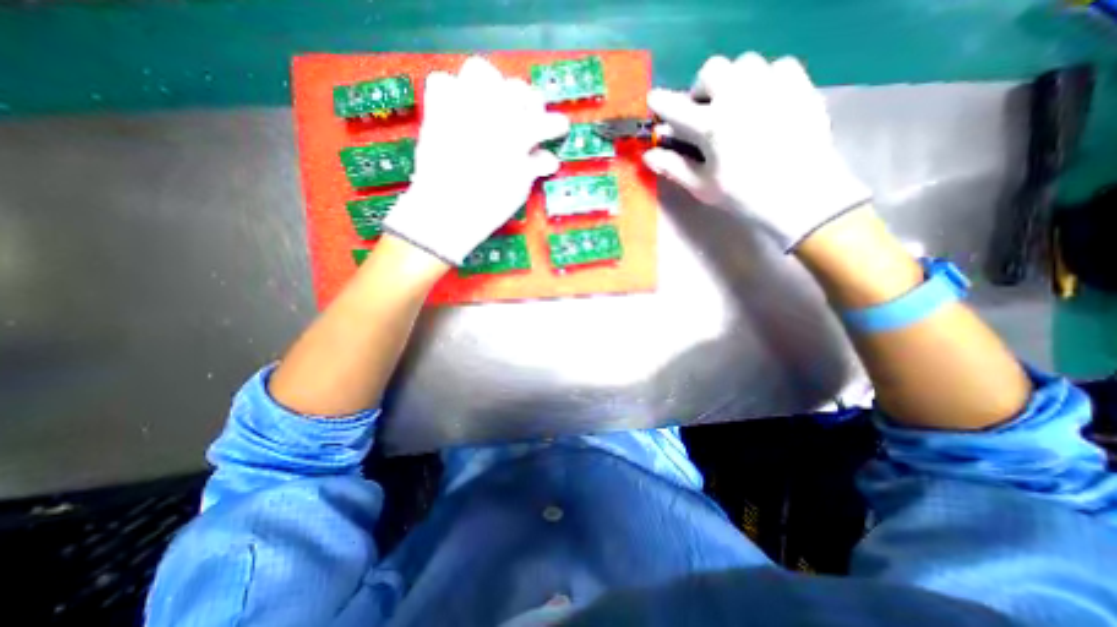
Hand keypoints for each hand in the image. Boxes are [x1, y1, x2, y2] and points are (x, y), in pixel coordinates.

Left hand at [387, 54, 576, 265]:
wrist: (446, 213)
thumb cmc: (489, 207)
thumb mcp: (519, 189)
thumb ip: (533, 167)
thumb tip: (548, 158)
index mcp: (517, 136)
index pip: (544, 121)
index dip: (556, 124)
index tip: (560, 127)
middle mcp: (491, 113)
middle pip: (517, 88)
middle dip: (528, 101)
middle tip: (529, 117)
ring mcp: (462, 108)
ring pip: (481, 71)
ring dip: (493, 86)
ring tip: (495, 106)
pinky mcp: (437, 112)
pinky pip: (442, 82)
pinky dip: (453, 91)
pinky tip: (461, 110)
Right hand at [647, 53, 872, 250]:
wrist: (801, 195)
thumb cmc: (744, 196)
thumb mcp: (702, 186)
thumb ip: (673, 166)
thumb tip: (648, 155)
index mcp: (711, 126)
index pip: (676, 107)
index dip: (661, 103)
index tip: (654, 100)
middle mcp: (739, 97)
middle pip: (712, 69)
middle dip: (701, 87)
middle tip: (703, 109)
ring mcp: (772, 87)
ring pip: (745, 63)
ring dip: (732, 81)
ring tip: (734, 104)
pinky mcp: (799, 86)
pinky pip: (777, 66)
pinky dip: (764, 79)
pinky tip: (764, 101)